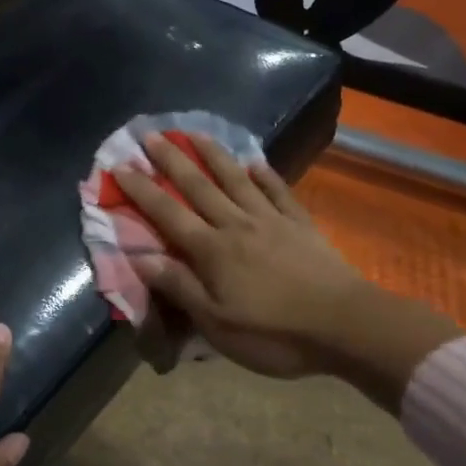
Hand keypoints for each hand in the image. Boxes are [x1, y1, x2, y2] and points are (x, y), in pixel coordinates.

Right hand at [113, 133, 370, 377]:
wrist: (346, 325)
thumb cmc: (275, 333)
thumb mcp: (217, 324)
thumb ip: (180, 287)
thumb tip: (139, 257)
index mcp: (213, 251)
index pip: (168, 213)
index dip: (142, 189)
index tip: (120, 165)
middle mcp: (237, 225)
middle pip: (199, 186)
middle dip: (171, 160)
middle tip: (151, 134)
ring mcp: (271, 221)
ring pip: (236, 180)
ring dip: (213, 154)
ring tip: (194, 133)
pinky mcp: (301, 225)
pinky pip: (279, 192)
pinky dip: (265, 175)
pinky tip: (255, 163)